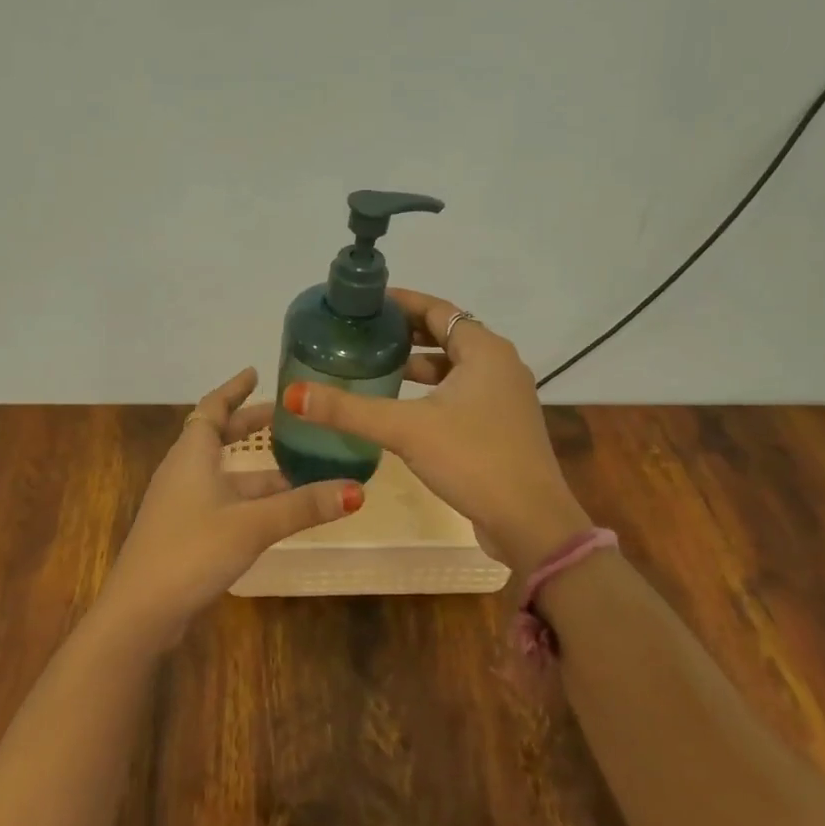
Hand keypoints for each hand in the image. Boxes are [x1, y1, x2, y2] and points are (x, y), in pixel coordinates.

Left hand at [99, 367, 363, 644]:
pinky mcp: (184, 531)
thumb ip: (302, 506)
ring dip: (255, 469)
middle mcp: (183, 472)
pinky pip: (221, 499)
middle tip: (284, 418)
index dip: (233, 389)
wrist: (142, 610)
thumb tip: (356, 490)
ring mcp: (181, 504)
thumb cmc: (192, 550)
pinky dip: (248, 496)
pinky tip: (274, 511)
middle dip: (249, 425)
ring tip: (296, 467)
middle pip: (216, 437)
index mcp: (192, 455)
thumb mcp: (253, 524)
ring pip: (222, 473)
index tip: (254, 372)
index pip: (213, 408)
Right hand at [280, 290, 589, 577]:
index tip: (363, 304)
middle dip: (404, 333)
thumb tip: (294, 394)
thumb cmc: (473, 459)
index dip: (400, 303)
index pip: (437, 309)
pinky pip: (459, 393)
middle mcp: (499, 365)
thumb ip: (349, 410)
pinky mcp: (500, 425)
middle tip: (361, 335)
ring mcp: (503, 397)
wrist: (530, 522)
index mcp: (485, 350)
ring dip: (417, 365)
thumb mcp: (406, 429)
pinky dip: (430, 391)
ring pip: (453, 367)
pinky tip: (401, 408)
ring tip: (373, 367)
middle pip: (445, 335)